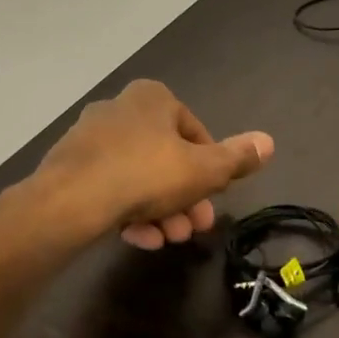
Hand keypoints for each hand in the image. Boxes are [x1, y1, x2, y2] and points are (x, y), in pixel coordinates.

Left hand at [29, 80, 272, 248]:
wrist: (70, 201)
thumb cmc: (146, 174)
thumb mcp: (203, 170)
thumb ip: (237, 158)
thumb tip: (269, 141)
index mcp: (153, 98)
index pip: (195, 133)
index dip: (210, 169)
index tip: (215, 196)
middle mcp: (120, 109)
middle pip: (166, 159)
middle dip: (186, 197)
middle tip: (196, 228)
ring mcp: (90, 138)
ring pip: (139, 177)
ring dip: (161, 210)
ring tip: (170, 239)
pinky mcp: (70, 167)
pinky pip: (110, 188)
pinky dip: (130, 212)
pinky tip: (141, 239)